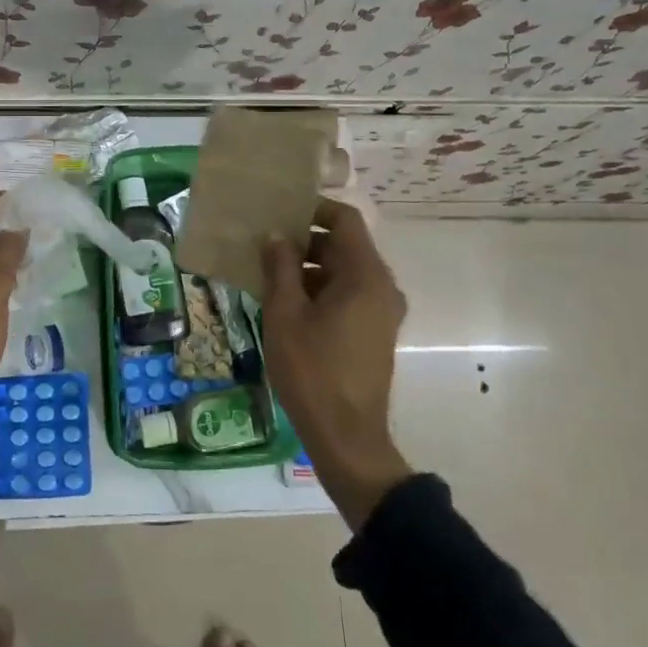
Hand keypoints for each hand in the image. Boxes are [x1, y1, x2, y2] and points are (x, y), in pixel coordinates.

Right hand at [262, 198, 412, 528]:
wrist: (347, 437)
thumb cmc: (313, 370)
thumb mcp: (285, 314)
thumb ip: (280, 268)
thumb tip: (276, 236)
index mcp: (366, 275)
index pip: (345, 220)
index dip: (314, 209)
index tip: (281, 212)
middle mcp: (382, 287)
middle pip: (344, 246)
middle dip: (304, 242)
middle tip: (265, 246)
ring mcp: (381, 312)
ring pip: (343, 272)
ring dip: (308, 268)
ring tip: (268, 276)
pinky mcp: (374, 332)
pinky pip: (348, 295)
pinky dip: (320, 291)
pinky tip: (286, 305)